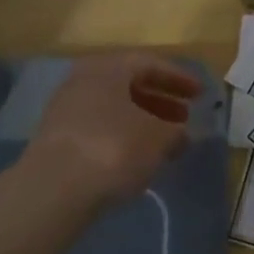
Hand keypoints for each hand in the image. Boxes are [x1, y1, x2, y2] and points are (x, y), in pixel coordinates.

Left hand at [23, 53, 201, 209]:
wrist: (54, 189)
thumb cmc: (113, 149)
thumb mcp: (158, 138)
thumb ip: (176, 132)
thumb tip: (183, 133)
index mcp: (108, 68)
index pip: (149, 63)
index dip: (178, 78)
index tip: (200, 94)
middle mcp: (83, 80)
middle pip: (129, 84)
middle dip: (160, 100)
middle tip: (185, 116)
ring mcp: (66, 110)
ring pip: (114, 108)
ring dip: (143, 120)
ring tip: (167, 141)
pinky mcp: (57, 139)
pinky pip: (99, 128)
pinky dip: (123, 136)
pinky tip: (138, 156)